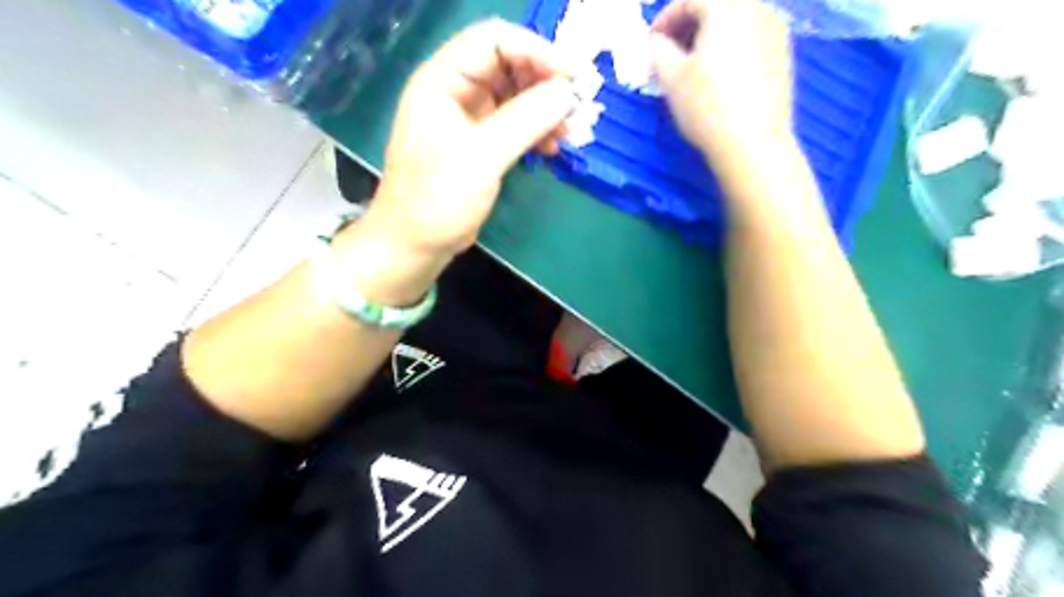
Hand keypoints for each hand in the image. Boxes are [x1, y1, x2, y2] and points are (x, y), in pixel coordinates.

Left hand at [361, 18, 578, 259]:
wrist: (415, 244)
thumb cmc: (437, 199)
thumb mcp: (482, 156)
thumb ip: (525, 120)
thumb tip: (568, 93)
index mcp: (443, 80)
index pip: (495, 41)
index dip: (537, 51)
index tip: (573, 78)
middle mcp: (456, 91)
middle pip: (510, 66)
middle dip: (546, 83)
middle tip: (578, 107)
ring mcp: (469, 118)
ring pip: (517, 96)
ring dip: (547, 109)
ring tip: (571, 132)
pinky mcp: (481, 144)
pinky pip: (516, 124)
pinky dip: (538, 131)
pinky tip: (554, 148)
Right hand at [648, 0, 796, 169]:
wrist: (753, 143)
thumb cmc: (706, 106)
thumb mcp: (671, 78)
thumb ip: (658, 50)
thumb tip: (658, 40)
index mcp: (727, 6)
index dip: (665, 18)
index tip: (652, 43)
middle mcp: (757, 7)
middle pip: (716, 5)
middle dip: (688, 24)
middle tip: (670, 53)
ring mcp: (776, 29)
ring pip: (735, 20)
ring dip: (709, 35)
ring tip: (692, 66)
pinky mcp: (783, 54)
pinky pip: (750, 37)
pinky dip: (730, 46)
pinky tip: (719, 76)